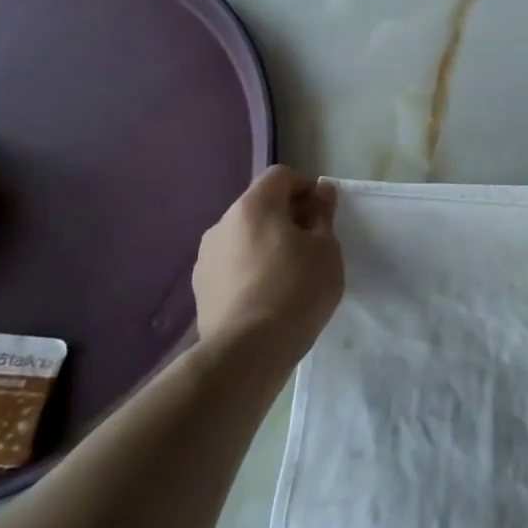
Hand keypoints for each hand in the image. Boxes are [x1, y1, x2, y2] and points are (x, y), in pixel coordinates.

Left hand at [193, 166, 344, 358]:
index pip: (281, 176)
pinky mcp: (200, 287)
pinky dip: (251, 268)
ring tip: (290, 273)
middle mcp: (222, 223)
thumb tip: (321, 192)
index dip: (307, 188)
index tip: (324, 215)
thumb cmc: (296, 290)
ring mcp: (206, 257)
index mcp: (253, 206)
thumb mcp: (326, 248)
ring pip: (245, 236)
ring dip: (268, 243)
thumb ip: (323, 214)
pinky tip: (268, 295)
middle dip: (288, 216)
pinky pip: (233, 264)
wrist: (247, 352)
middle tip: (313, 245)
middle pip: (261, 205)